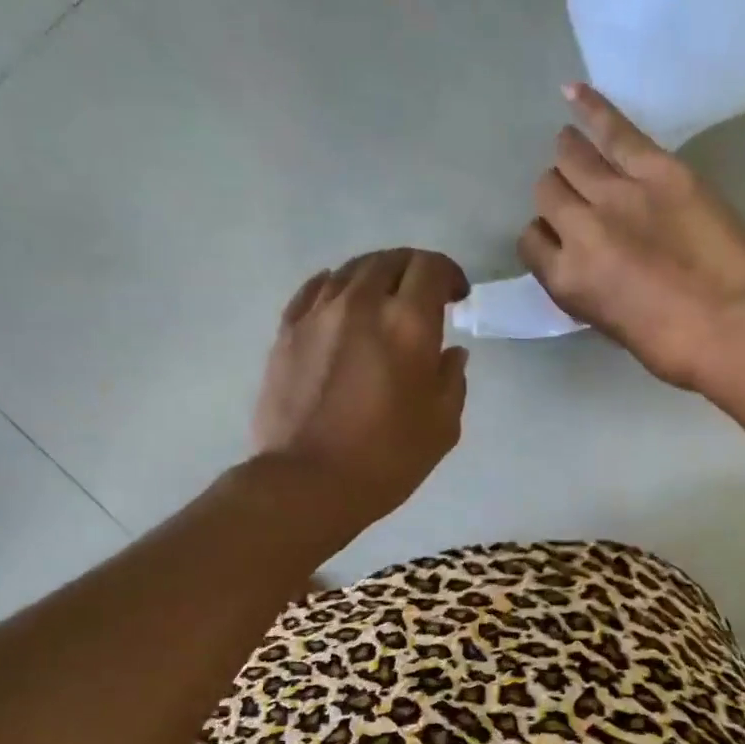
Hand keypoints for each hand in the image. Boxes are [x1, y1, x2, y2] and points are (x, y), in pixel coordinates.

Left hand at [252, 248, 469, 529]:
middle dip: (413, 271)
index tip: (457, 296)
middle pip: (389, 260)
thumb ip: (452, 379)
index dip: (449, 274)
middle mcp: (361, 304)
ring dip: (375, 276)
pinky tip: (341, 300)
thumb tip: (451, 352)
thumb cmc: (387, 459)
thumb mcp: (442, 426)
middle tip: (424, 297)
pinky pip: (313, 291)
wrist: (308, 483)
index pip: (430, 268)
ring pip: (350, 271)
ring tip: (383, 300)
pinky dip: (335, 287)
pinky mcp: (286, 332)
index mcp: (407, 324)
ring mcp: (317, 315)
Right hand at [516, 83, 744, 390]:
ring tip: (576, 149)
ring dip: (570, 154)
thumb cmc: (672, 347)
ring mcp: (617, 194)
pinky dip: (591, 108)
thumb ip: (590, 287)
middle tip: (579, 199)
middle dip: (558, 196)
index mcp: (566, 280)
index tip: (562, 239)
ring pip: (571, 157)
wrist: (730, 326)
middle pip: (548, 193)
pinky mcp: (658, 169)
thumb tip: (590, 264)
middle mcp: (579, 230)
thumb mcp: (612, 326)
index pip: (532, 242)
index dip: (546, 237)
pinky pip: (614, 129)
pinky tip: (574, 93)